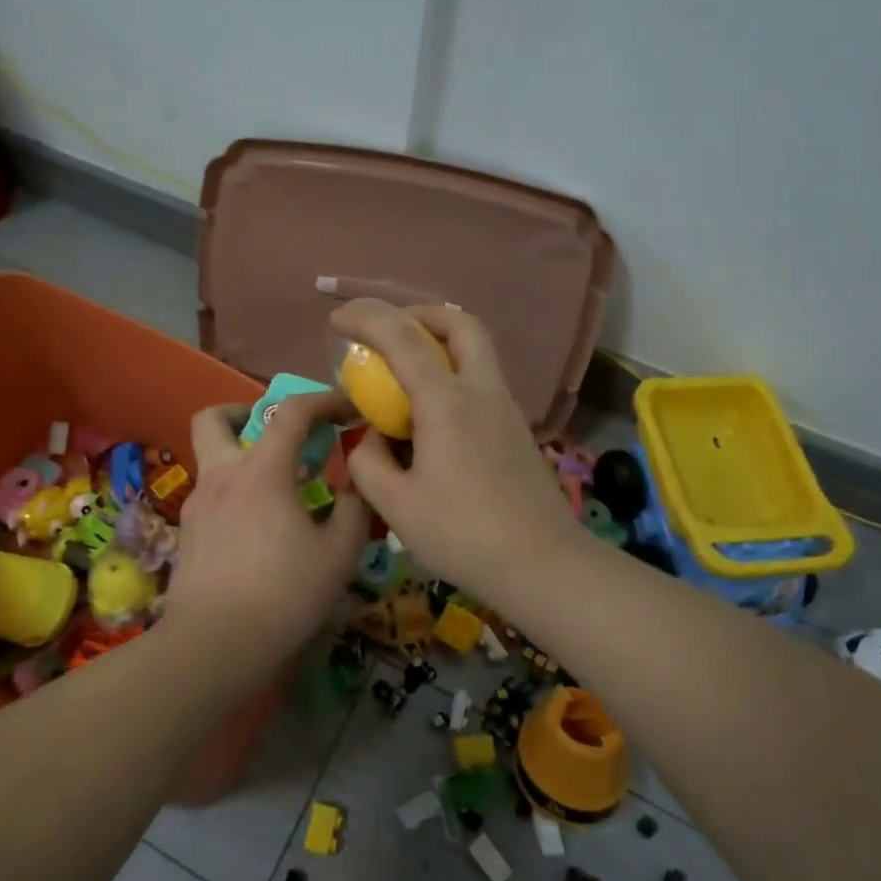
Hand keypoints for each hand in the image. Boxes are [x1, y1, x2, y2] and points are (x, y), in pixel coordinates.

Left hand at [161, 391, 367, 666]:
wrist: (213, 646)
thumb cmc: (283, 594)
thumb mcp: (339, 554)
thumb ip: (353, 511)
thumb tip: (351, 491)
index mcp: (261, 470)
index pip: (292, 412)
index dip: (324, 399)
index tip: (347, 406)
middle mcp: (221, 475)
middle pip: (215, 418)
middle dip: (245, 412)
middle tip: (278, 436)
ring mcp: (197, 505)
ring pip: (211, 459)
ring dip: (241, 458)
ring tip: (277, 492)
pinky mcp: (187, 535)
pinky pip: (212, 496)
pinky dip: (235, 495)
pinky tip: (257, 531)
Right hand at [333, 299, 583, 601]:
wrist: (543, 565)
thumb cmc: (463, 534)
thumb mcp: (396, 505)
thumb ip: (368, 462)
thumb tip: (368, 438)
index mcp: (447, 402)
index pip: (403, 337)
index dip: (366, 317)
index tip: (337, 319)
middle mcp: (481, 391)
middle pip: (460, 323)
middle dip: (419, 315)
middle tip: (389, 334)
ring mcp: (505, 408)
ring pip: (476, 350)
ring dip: (438, 343)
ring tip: (403, 374)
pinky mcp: (515, 429)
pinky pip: (480, 380)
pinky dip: (451, 374)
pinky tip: (431, 416)